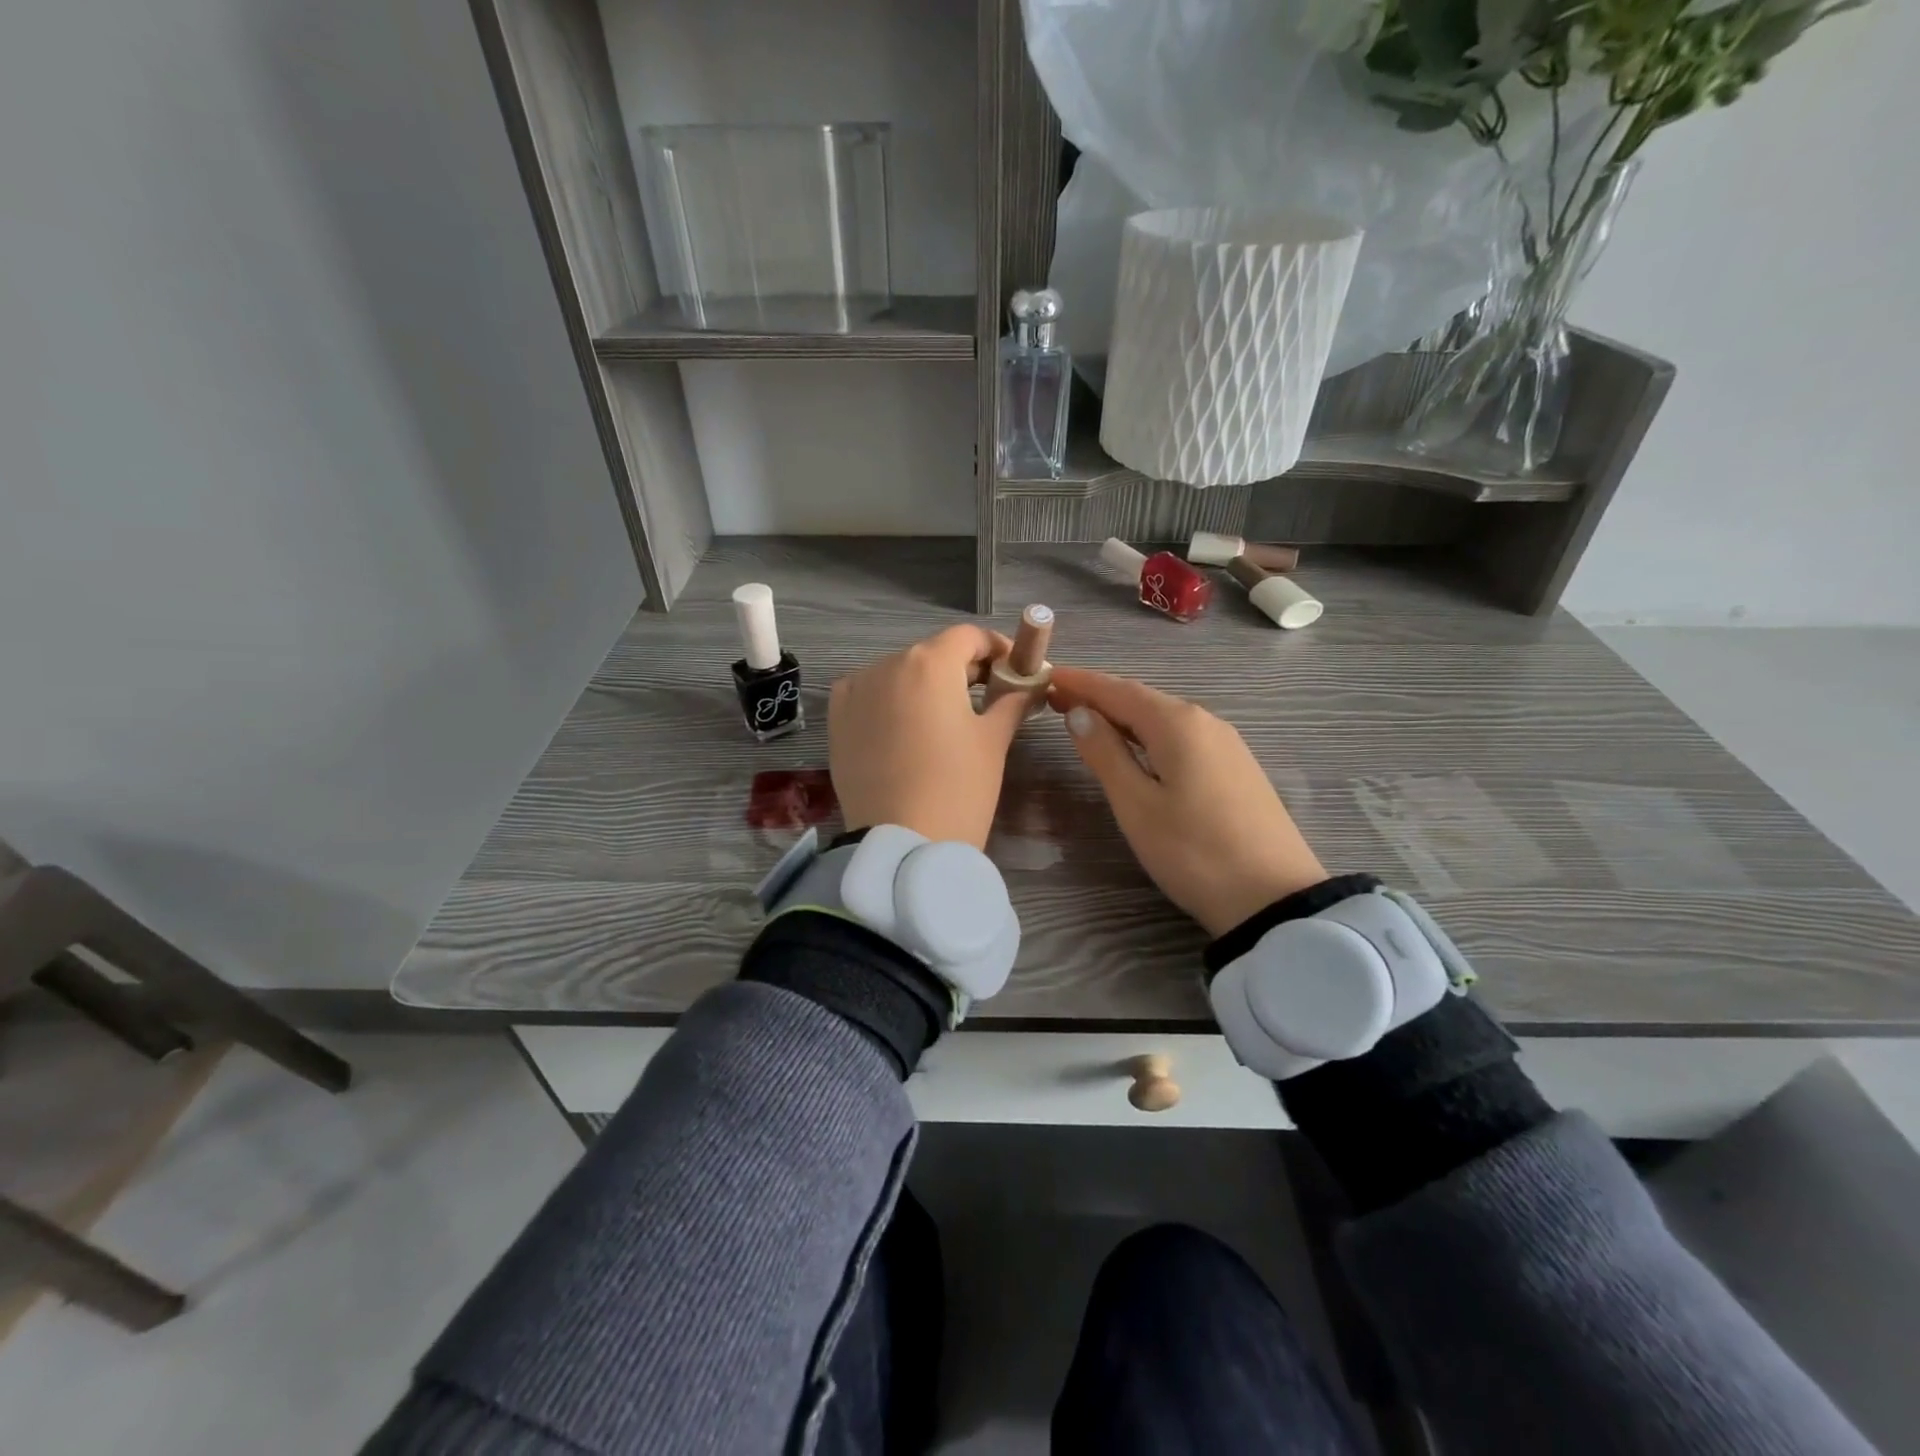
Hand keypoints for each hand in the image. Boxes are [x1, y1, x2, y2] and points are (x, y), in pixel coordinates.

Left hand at [830, 625, 1028, 849]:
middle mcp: (887, 665)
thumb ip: (1012, 702)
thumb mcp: (993, 741)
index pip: (969, 636)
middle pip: (933, 654)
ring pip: (900, 674)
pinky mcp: (837, 719)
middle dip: (963, 669)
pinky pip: (869, 694)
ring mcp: (856, 691)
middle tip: (989, 697)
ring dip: (926, 686)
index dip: (997, 648)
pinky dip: (890, 700)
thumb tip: (1028, 686)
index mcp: (930, 663)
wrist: (903, 845)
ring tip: (947, 718)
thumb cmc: (959, 787)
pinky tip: (904, 725)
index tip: (1015, 670)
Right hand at [1046, 667, 1326, 937]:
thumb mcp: (1136, 805)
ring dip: (1123, 715)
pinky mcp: (1236, 768)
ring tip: (1088, 720)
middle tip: (1057, 699)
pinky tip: (1137, 748)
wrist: (1274, 898)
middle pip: (1142, 699)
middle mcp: (1205, 721)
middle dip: (1099, 696)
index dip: (1081, 682)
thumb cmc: (1193, 851)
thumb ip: (1105, 754)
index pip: (1118, 690)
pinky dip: (1148, 734)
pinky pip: (1182, 737)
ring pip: (1163, 718)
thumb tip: (1079, 713)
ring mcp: (1226, 744)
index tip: (1047, 675)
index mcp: (1177, 724)